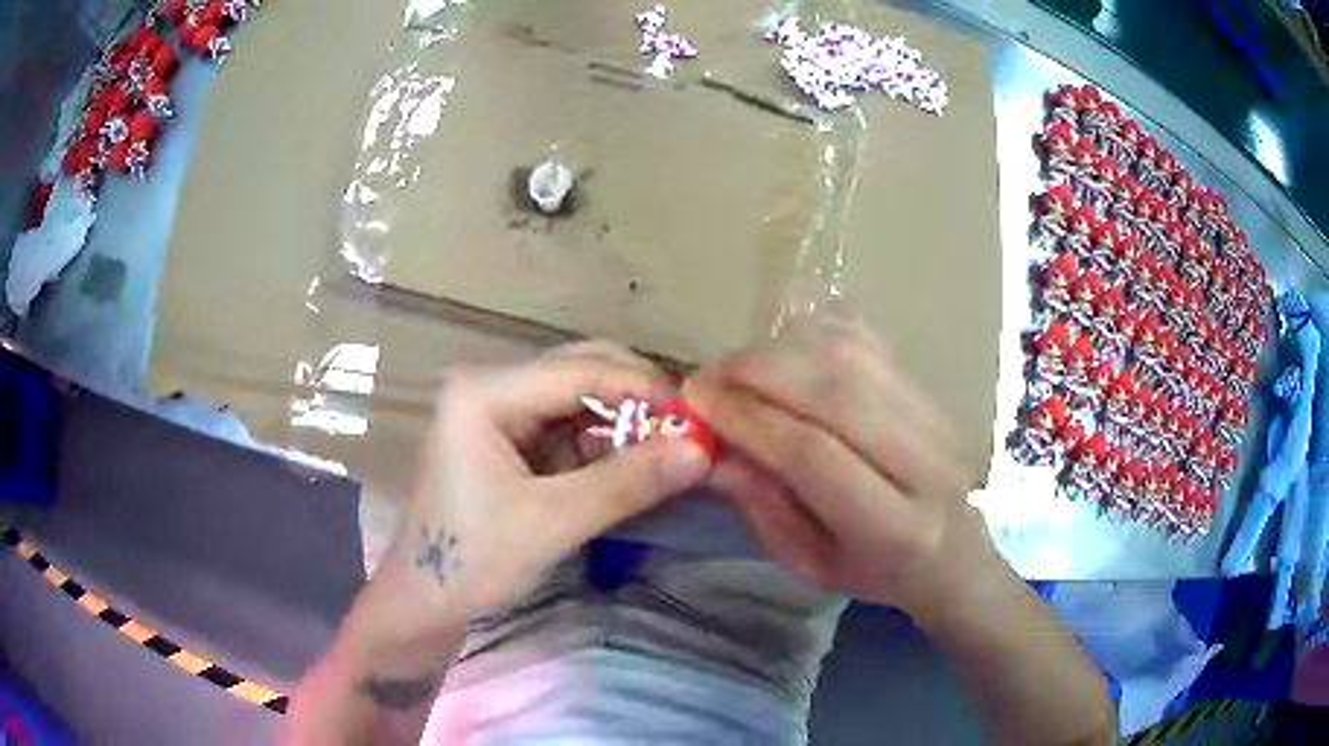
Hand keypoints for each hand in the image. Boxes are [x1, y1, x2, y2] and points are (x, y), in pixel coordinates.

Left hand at [355, 343, 711, 662]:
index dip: (645, 390)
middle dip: (638, 401)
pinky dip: (608, 446)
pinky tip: (640, 465)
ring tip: (674, 451)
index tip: (700, 421)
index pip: (579, 370)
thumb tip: (702, 451)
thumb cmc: (470, 563)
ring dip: (628, 424)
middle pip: (581, 371)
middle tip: (689, 434)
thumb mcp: (550, 524)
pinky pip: (573, 430)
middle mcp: (492, 388)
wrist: (425, 605)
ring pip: (582, 400)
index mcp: (483, 392)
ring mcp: (501, 413)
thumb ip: (625, 483)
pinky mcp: (514, 443)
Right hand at [686, 315, 1003, 621]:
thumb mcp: (811, 563)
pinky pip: (871, 342)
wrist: (957, 555)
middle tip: (711, 377)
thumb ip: (762, 506)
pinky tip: (785, 349)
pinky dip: (818, 334)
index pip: (813, 454)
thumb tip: (712, 447)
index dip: (748, 419)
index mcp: (892, 527)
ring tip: (742, 367)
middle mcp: (923, 462)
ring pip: (853, 355)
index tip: (697, 401)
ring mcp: (934, 416)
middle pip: (835, 390)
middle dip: (759, 372)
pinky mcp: (931, 389)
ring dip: (784, 348)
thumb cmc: (878, 573)